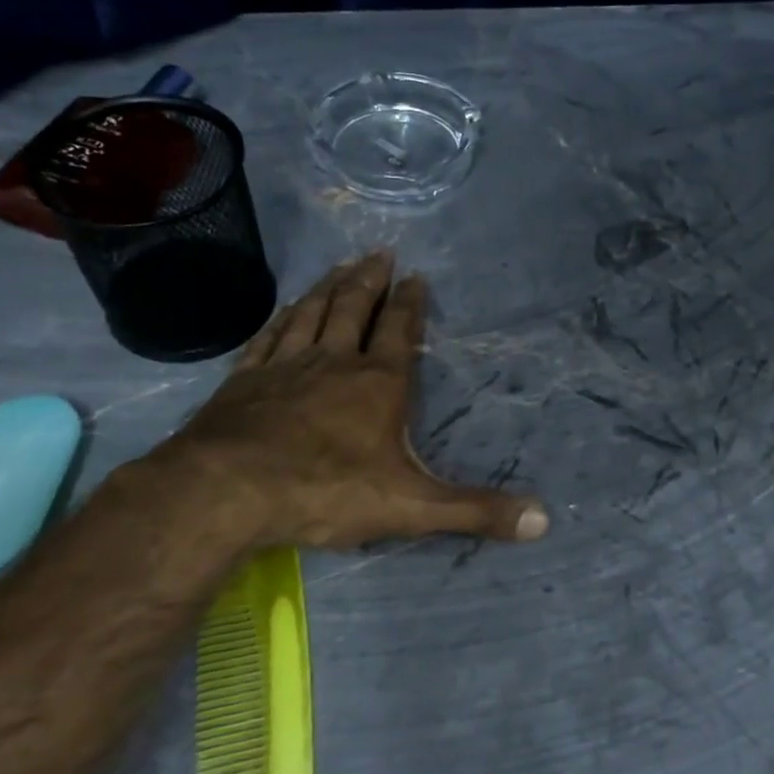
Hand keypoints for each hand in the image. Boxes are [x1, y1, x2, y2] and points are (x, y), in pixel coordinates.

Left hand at [113, 252, 547, 598]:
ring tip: (338, 267)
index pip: (399, 331)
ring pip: (310, 315)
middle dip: (369, 281)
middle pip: (352, 309)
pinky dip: (280, 319)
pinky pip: (267, 338)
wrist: (229, 491)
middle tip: (378, 252)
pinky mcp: (243, 382)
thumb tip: (545, 521)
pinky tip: (283, 311)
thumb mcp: (413, 507)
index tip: (415, 276)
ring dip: (326, 289)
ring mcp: (284, 368)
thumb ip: (476, 511)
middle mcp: (333, 363)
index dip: (410, 303)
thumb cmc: (327, 492)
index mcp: (377, 384)